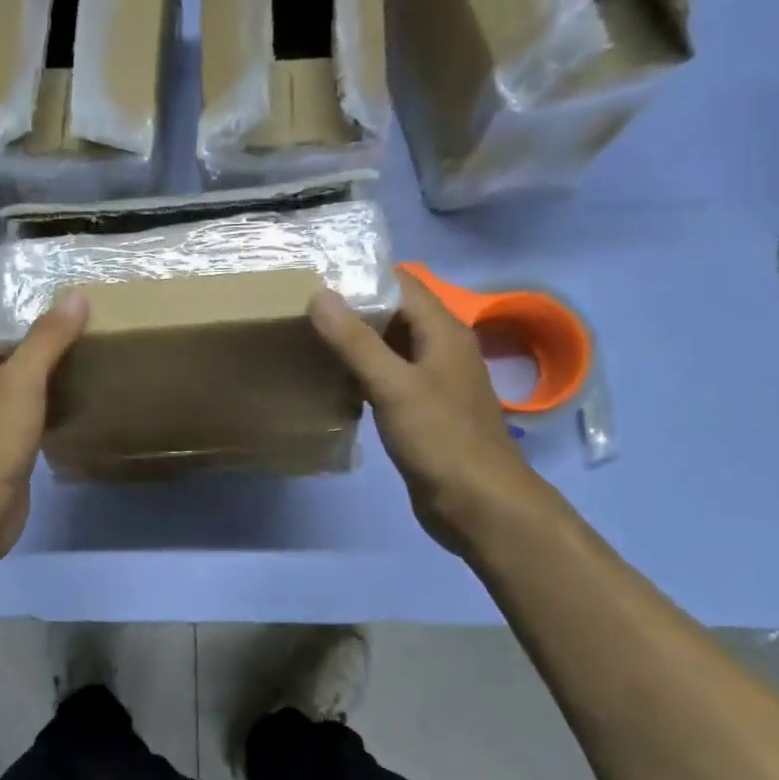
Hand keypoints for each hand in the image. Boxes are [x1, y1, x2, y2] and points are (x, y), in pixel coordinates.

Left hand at [0, 293, 89, 568]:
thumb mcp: (22, 380)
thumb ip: (47, 337)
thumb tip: (74, 296)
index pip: (0, 316)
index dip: (32, 303)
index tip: (74, 298)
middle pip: (15, 348)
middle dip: (50, 337)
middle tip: (95, 325)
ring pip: (25, 382)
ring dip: (55, 371)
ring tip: (96, 356)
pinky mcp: (5, 443)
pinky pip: (32, 411)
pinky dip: (54, 403)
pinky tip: (84, 399)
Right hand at [310, 272, 546, 554]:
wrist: (478, 503)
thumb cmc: (440, 439)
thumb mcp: (394, 385)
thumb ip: (356, 341)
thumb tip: (319, 295)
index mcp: (442, 332)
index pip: (402, 284)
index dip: (363, 276)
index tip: (316, 276)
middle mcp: (439, 349)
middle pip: (393, 314)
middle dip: (352, 309)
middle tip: (300, 308)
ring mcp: (431, 382)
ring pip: (387, 348)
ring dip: (353, 343)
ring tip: (306, 338)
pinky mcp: (420, 411)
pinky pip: (386, 379)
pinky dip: (359, 374)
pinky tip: (329, 381)